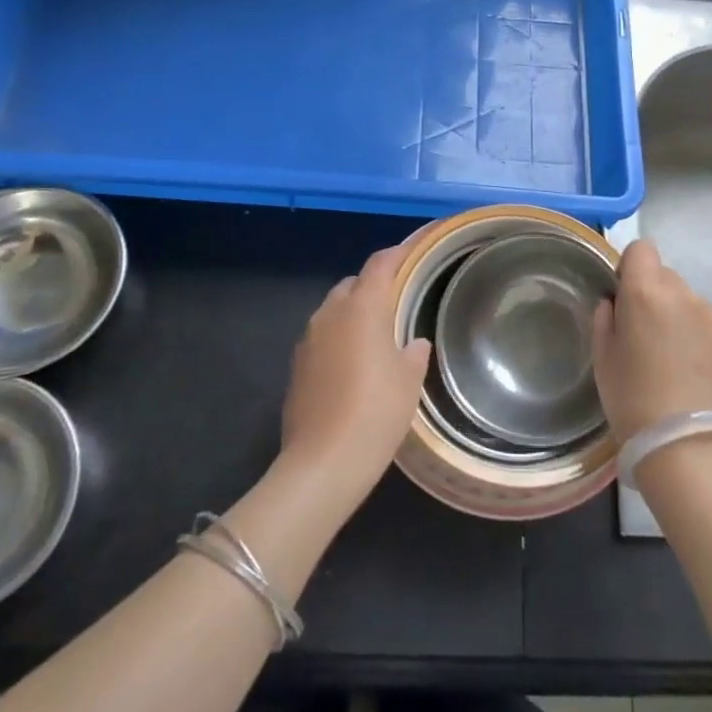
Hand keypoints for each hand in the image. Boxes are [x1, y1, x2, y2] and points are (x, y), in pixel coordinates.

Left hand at [280, 243, 431, 516]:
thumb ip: (413, 352)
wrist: (323, 463)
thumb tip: (413, 342)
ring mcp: (308, 340)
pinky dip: (339, 338)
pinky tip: (354, 364)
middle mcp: (330, 314)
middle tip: (399, 300)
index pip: (380, 264)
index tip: (414, 248)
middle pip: (353, 285)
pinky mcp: (296, 367)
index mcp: (362, 308)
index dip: (398, 252)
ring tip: (377, 333)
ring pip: (334, 311)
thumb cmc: (376, 412)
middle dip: (374, 285)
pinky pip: (322, 338)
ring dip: (354, 313)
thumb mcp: (408, 381)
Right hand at [593, 238, 711, 442]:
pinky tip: (699, 377)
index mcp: (646, 293)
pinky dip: (705, 345)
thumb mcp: (602, 358)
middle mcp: (685, 295)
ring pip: (693, 305)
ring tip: (676, 364)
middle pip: (668, 277)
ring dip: (683, 321)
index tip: (626, 296)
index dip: (632, 268)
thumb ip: (606, 317)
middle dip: (656, 297)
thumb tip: (616, 302)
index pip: (642, 249)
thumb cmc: (632, 400)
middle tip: (648, 338)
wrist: (687, 449)